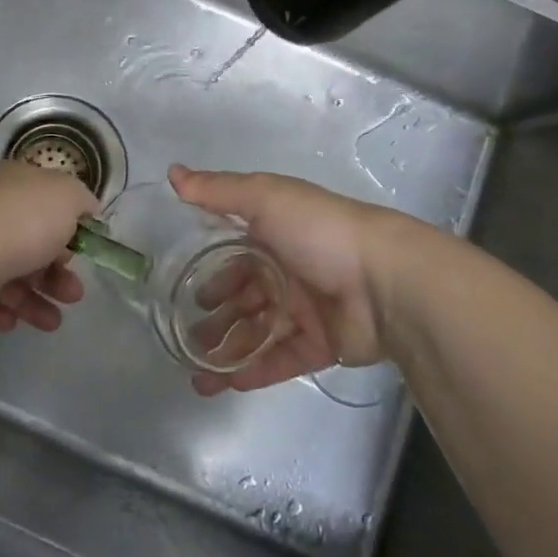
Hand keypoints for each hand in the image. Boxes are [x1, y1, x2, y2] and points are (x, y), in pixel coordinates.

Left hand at [0, 161, 97, 334]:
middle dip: (57, 271)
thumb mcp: (67, 195)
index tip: (83, 249)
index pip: (41, 199)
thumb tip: (85, 209)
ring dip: (37, 298)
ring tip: (54, 321)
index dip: (66, 224)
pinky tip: (15, 321)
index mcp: (10, 182)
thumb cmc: (23, 222)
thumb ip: (80, 200)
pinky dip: (4, 310)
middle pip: (28, 241)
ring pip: (9, 273)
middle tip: (74, 294)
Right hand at [169, 165, 458, 395]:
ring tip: (198, 375)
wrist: (386, 279)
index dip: (213, 275)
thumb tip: (172, 172)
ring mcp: (306, 310)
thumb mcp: (264, 198)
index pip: (235, 257)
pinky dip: (257, 370)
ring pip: (258, 333)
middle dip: (216, 319)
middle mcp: (288, 271)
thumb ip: (216, 190)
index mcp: (275, 235)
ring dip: (228, 352)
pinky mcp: (323, 344)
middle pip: (244, 299)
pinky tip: (229, 383)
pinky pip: (283, 359)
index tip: (188, 293)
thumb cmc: (318, 231)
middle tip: (187, 338)